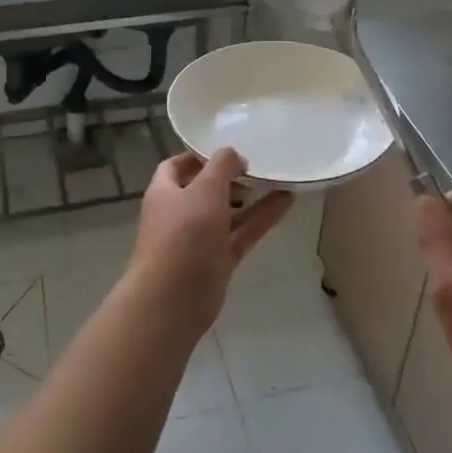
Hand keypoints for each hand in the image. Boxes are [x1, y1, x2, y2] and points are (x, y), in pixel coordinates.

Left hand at [129, 149, 294, 329]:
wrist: (173, 299)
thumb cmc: (183, 234)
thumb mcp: (205, 188)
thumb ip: (222, 165)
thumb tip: (235, 157)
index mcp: (164, 192)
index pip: (176, 166)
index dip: (199, 157)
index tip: (227, 153)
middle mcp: (179, 214)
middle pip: (204, 190)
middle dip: (229, 178)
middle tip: (256, 169)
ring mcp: (198, 240)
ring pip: (228, 213)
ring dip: (251, 198)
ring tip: (279, 181)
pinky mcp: (218, 261)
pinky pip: (242, 234)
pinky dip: (262, 219)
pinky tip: (287, 202)